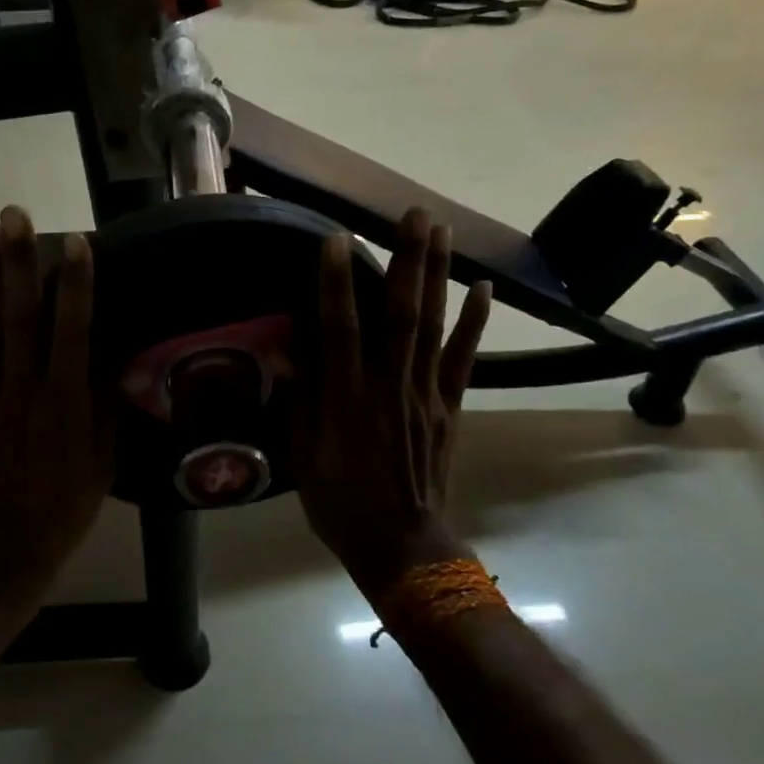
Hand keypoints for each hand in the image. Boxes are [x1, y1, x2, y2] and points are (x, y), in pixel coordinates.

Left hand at [0, 208, 111, 623]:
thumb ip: (104, 406)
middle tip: (15, 215)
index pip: (72, 329)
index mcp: (64, 400)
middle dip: (19, 261)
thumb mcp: (103, 463)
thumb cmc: (62, 510)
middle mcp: (22, 386)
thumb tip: (110, 357)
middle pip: (21, 314)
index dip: (75, 283)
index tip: (76, 241)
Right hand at [296, 209, 492, 602]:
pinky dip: (474, 322)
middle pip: (400, 314)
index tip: (338, 239)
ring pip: (433, 325)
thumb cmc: (341, 504)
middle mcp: (389, 387)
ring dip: (438, 275)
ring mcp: (426, 394)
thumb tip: (282, 351)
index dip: (337, 284)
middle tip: (414, 214)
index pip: (340, 330)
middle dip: (407, 260)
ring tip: (442, 230)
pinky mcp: (450, 406)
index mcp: (347, 401)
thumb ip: (297, 401)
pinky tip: (482, 287)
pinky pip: (464, 358)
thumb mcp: (303, 458)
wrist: (404, 549)